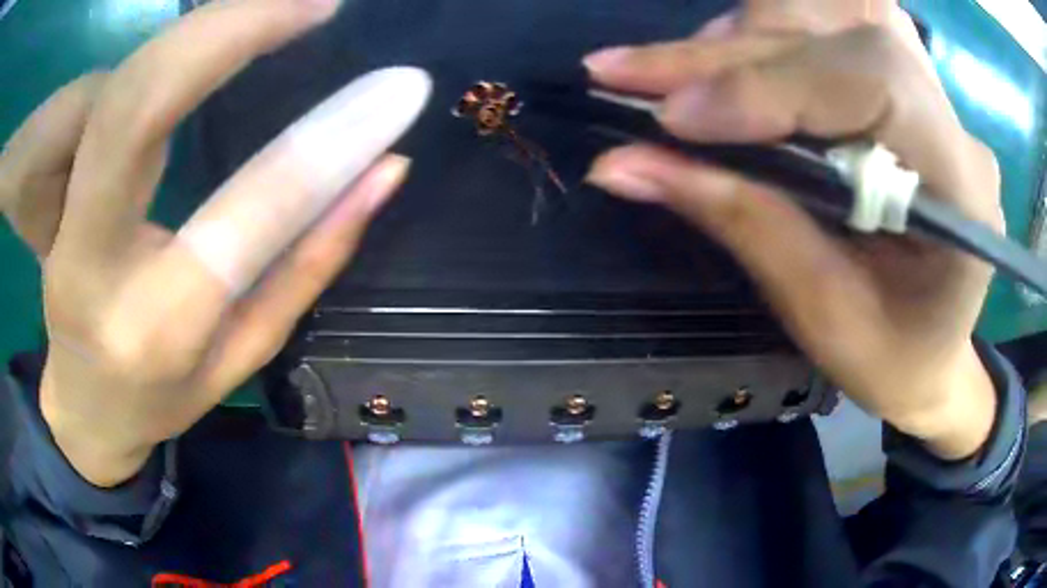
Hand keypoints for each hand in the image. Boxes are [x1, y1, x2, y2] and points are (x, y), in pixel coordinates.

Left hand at [1, 0, 418, 486]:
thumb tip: (385, 170)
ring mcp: (66, 222)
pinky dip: (171, 49)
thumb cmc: (164, 400)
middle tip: (315, 3)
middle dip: (230, 31)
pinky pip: (110, 96)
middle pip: (138, 110)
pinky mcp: (60, 190)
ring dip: (203, 27)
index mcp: (157, 328)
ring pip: (119, 89)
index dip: (323, 143)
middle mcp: (94, 266)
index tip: (397, 87)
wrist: (85, 409)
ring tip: (281, 4)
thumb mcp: (244, 357)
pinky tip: (222, 30)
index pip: (243, 219)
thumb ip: (308, 264)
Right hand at [584, 5, 1001, 458]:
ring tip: (670, 78)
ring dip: (740, 44)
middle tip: (623, 73)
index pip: (872, 80)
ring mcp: (932, 98)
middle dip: (725, 57)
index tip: (670, 117)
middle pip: (837, 39)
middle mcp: (954, 124)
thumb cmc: (894, 361)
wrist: (936, 355)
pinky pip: (828, 35)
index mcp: (963, 190)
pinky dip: (763, 44)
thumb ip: (743, 222)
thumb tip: (623, 163)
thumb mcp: (824, 315)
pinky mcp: (905, 90)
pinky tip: (724, 72)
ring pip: (826, 22)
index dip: (768, 84)